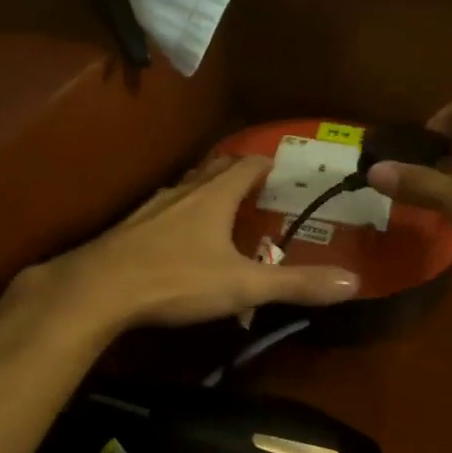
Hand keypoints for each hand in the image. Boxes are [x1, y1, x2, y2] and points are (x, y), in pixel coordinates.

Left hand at [23, 155, 359, 334]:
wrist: (97, 289)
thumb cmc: (176, 279)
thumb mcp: (243, 285)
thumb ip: (296, 284)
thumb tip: (354, 283)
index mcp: (214, 195)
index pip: (248, 164)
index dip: (268, 163)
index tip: (284, 168)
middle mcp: (184, 191)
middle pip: (215, 169)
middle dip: (238, 173)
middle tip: (258, 187)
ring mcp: (152, 206)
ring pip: (187, 188)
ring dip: (207, 192)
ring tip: (221, 209)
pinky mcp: (129, 226)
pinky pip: (164, 210)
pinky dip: (180, 215)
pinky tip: (177, 239)